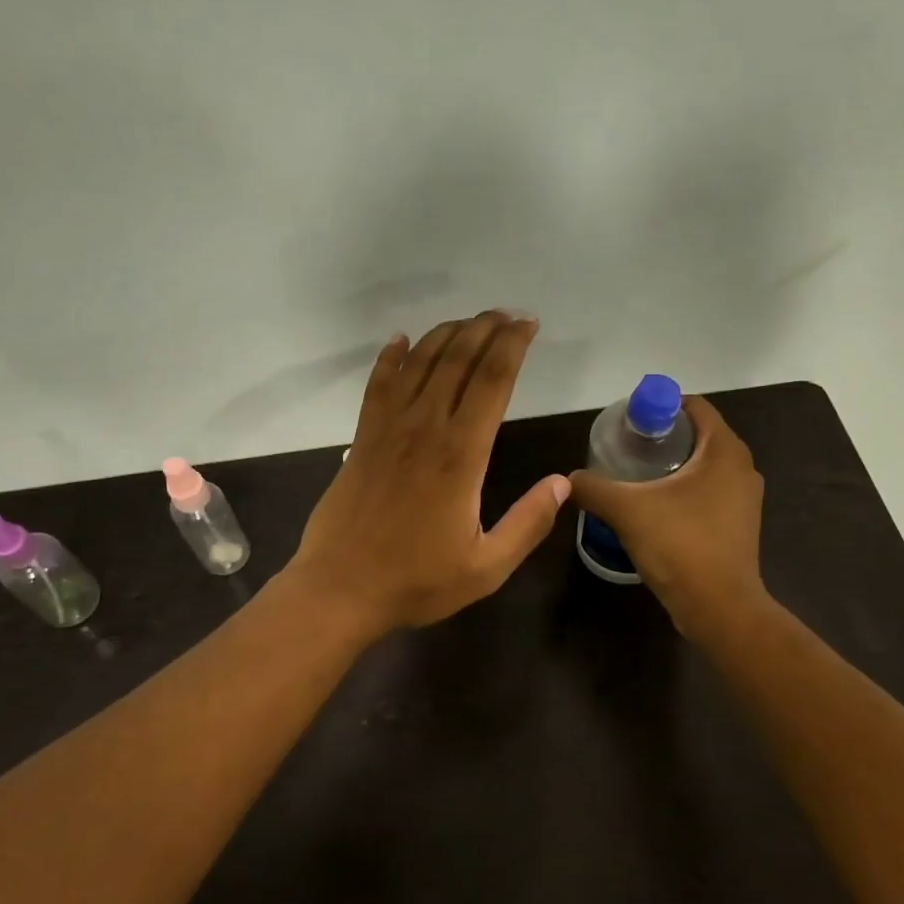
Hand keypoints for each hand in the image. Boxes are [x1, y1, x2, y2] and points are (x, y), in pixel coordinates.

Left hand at [287, 312, 569, 635]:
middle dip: (485, 329)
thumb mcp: (487, 567)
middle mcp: (425, 429)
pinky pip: (377, 385)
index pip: (492, 381)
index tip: (528, 325)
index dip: (512, 346)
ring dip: (446, 335)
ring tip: (469, 321)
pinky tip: (401, 340)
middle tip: (507, 315)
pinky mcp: (361, 440)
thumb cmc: (416, 581)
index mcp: (461, 455)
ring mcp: (388, 430)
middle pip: (457, 360)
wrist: (340, 589)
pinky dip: (390, 357)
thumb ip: (527, 523)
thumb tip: (562, 484)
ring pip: (419, 363)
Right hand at [569, 395, 769, 640]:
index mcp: (724, 450)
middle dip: (660, 437)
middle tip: (624, 449)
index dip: (657, 407)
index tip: (627, 423)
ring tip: (633, 478)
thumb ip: (593, 487)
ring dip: (671, 466)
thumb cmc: (679, 545)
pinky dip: (683, 491)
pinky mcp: (739, 524)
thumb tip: (568, 479)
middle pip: (697, 435)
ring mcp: (744, 498)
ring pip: (703, 466)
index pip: (693, 407)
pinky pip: (708, 492)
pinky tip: (654, 508)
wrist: (719, 607)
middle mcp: (742, 467)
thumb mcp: (626, 510)